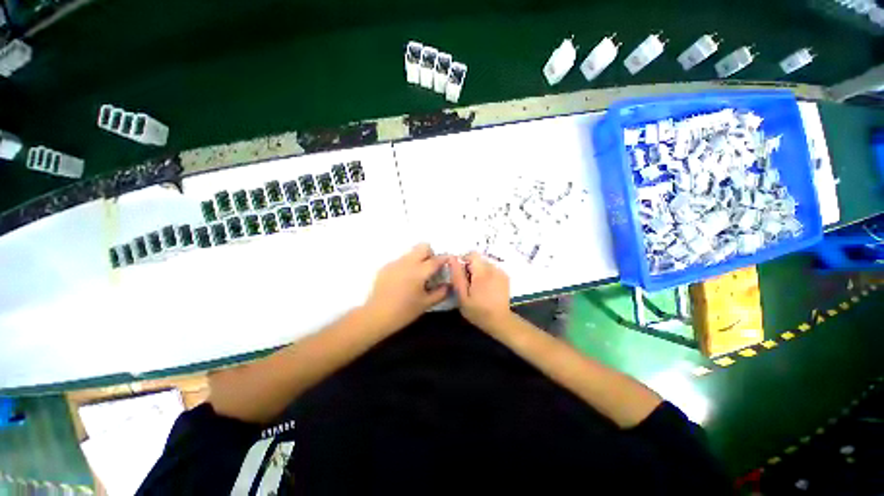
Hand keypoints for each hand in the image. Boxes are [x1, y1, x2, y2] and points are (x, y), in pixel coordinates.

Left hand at [363, 243, 448, 333]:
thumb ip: (440, 293)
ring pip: (411, 253)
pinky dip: (406, 266)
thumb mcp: (426, 304)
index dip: (445, 259)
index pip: (436, 259)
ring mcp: (395, 263)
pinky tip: (403, 281)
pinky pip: (400, 260)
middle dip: (430, 254)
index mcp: (419, 271)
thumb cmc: (404, 311)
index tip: (449, 262)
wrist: (376, 315)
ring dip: (418, 259)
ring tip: (416, 276)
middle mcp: (407, 262)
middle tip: (431, 268)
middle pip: (423, 247)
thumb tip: (448, 285)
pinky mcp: (386, 267)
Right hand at [449, 252, 511, 330]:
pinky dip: (487, 274)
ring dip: (479, 270)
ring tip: (477, 286)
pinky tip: (486, 287)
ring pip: (485, 263)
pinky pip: (492, 268)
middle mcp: (493, 268)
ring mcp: (501, 272)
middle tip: (468, 283)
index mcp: (482, 273)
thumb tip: (452, 259)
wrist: (500, 321)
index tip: (461, 273)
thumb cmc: (478, 311)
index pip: (472, 254)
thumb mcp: (462, 297)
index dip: (464, 260)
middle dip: (471, 267)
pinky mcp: (505, 276)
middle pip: (479, 259)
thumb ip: (457, 276)